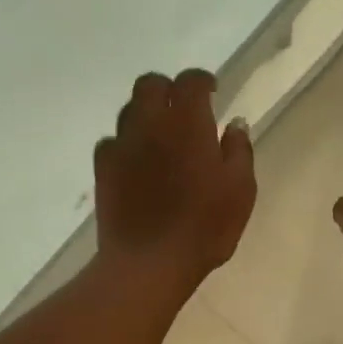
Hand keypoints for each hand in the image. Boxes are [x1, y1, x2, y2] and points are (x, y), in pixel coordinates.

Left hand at [95, 69, 255, 290]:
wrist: (149, 262)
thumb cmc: (204, 228)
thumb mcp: (240, 191)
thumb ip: (239, 151)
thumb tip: (235, 124)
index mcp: (187, 123)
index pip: (190, 82)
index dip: (202, 81)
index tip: (212, 91)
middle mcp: (150, 124)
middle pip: (150, 85)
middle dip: (168, 89)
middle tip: (182, 109)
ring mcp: (121, 145)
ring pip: (129, 110)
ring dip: (146, 114)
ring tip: (161, 136)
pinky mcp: (102, 169)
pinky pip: (112, 142)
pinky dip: (126, 143)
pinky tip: (137, 162)